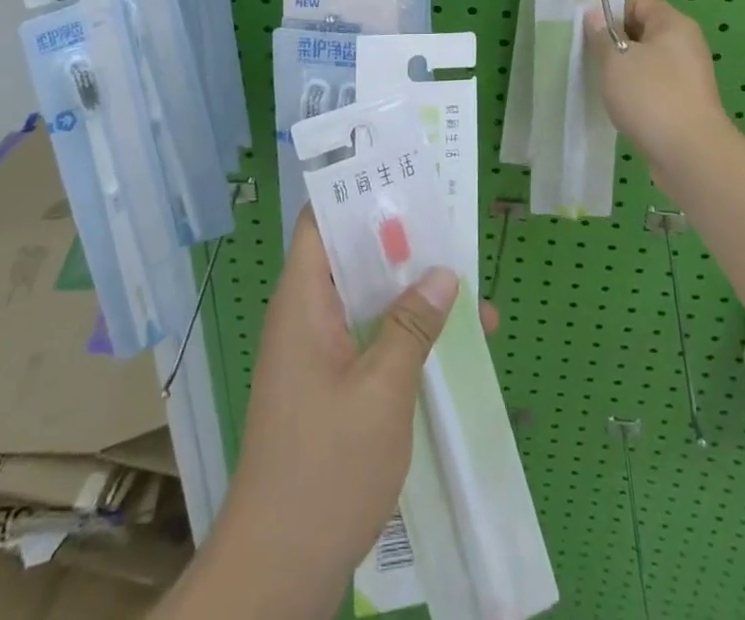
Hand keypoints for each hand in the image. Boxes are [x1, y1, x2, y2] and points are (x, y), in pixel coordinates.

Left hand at [208, 210, 497, 610]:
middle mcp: (304, 316)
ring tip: (465, 280)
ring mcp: (315, 353)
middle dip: (399, 240)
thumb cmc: (326, 468)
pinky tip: (448, 340)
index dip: (355, 191)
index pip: (319, 220)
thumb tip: (444, 273)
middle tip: (449, 222)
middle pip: (350, 255)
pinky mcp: (328, 385)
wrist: (279, 569)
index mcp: (302, 301)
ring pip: (364, 299)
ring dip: (409, 290)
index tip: (402, 176)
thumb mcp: (382, 391)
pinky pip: (366, 336)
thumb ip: (413, 326)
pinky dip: (402, 330)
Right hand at [585, 0, 729, 165]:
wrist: (690, 153)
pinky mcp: (687, 103)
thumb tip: (596, 16)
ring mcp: (689, 76)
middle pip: (644, 32)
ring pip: (648, 62)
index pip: (639, 2)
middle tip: (595, 62)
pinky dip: (638, 94)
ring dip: (625, 72)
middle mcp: (686, 45)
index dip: (613, 14)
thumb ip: (601, 35)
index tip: (593, 36)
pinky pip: (656, 87)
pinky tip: (624, 110)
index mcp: (674, 24)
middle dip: (616, 44)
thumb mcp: (615, 59)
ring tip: (607, 88)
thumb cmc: (651, 95)